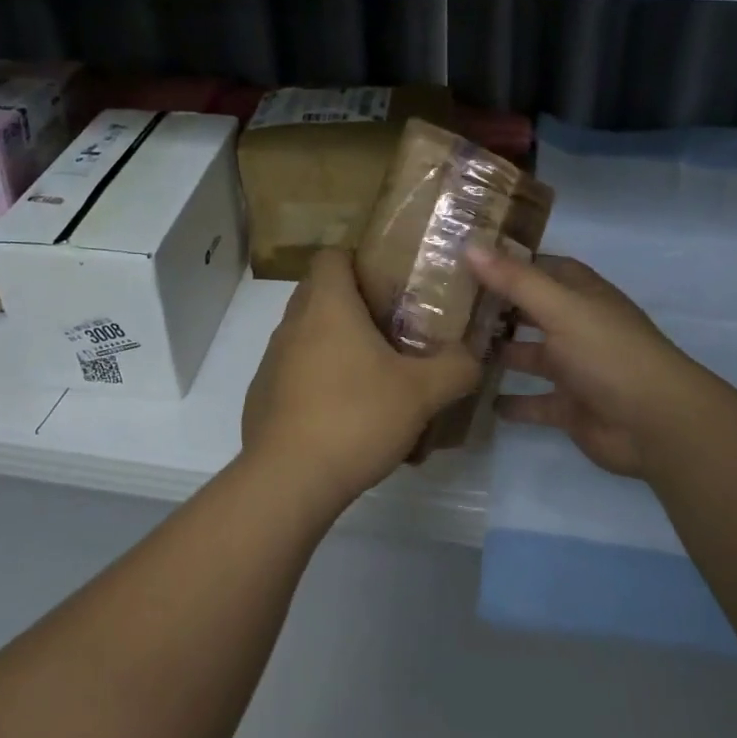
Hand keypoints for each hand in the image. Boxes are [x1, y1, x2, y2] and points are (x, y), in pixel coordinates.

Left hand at [241, 250, 480, 509]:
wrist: (287, 481)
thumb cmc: (355, 417)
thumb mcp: (422, 392)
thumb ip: (456, 367)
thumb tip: (473, 357)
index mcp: (327, 305)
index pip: (332, 255)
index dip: (360, 260)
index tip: (390, 283)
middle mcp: (292, 323)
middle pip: (320, 293)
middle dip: (354, 304)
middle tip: (394, 327)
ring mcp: (272, 361)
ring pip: (308, 334)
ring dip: (337, 344)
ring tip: (375, 374)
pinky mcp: (263, 396)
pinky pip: (295, 371)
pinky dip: (319, 379)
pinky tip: (346, 413)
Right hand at [467, 248, 715, 478]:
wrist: (655, 424)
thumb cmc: (608, 354)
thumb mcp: (560, 308)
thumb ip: (515, 280)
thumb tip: (469, 246)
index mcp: (582, 296)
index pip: (543, 269)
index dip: (510, 263)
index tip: (468, 259)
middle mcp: (578, 327)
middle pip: (533, 311)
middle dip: (498, 308)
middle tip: (449, 305)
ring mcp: (575, 369)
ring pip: (530, 356)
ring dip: (501, 354)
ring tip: (455, 350)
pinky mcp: (571, 408)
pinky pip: (535, 403)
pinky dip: (513, 403)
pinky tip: (481, 399)